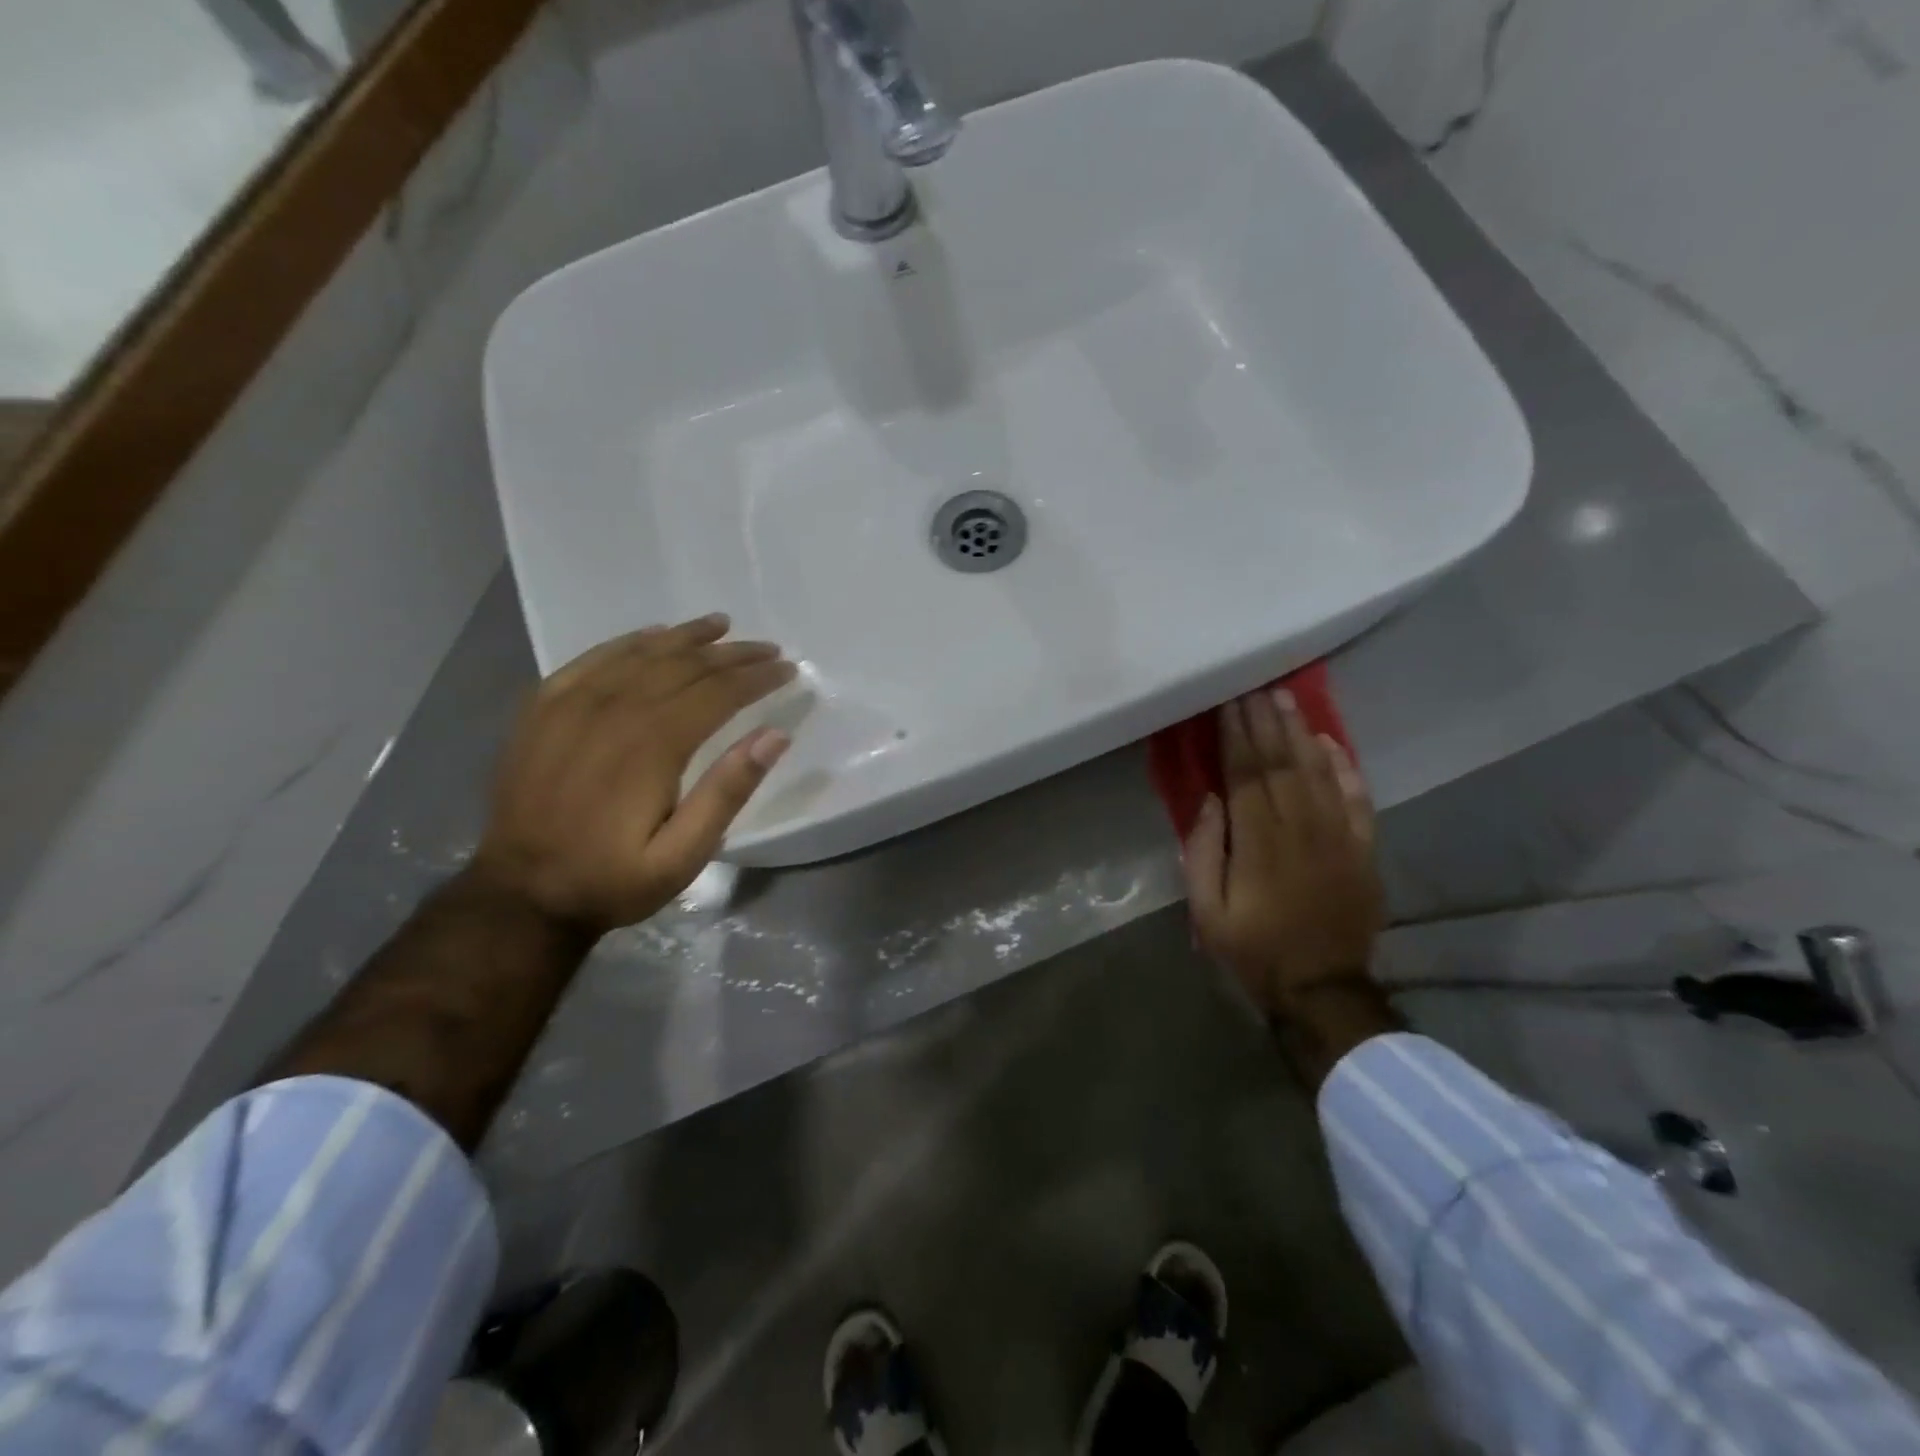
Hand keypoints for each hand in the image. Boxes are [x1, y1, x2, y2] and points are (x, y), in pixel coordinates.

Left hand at [470, 614, 795, 934]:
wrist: (521, 893)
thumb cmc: (612, 878)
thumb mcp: (683, 855)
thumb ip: (727, 792)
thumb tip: (775, 735)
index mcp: (652, 745)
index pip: (718, 692)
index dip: (757, 677)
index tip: (788, 669)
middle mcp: (613, 711)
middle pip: (684, 665)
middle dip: (732, 654)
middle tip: (767, 648)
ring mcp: (572, 704)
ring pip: (642, 653)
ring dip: (687, 637)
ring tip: (721, 626)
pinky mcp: (543, 707)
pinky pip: (593, 658)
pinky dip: (630, 641)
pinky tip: (653, 634)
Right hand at [1182, 687, 1384, 1018]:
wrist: (1322, 988)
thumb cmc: (1254, 949)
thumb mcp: (1208, 911)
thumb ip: (1204, 853)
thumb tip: (1211, 801)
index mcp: (1259, 843)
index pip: (1246, 774)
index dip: (1236, 735)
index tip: (1227, 702)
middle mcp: (1301, 829)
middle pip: (1282, 763)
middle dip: (1264, 721)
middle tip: (1253, 685)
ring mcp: (1339, 837)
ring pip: (1318, 771)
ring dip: (1299, 732)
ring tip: (1284, 698)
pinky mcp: (1363, 850)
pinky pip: (1357, 798)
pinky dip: (1345, 767)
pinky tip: (1330, 741)